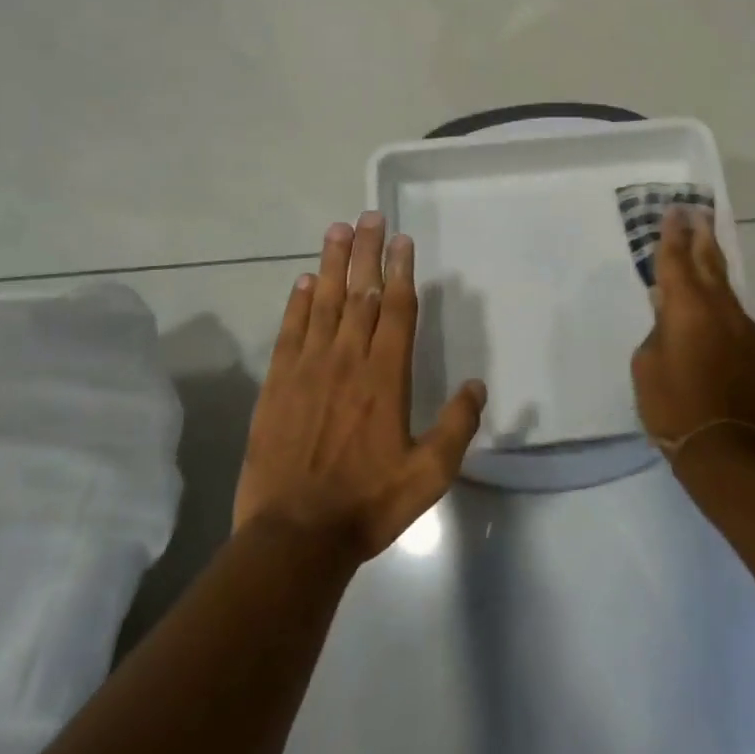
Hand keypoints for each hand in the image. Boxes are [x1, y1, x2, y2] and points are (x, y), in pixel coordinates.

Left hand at [234, 212, 486, 560]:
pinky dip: (298, 303)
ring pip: (324, 303)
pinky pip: (290, 332)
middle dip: (368, 252)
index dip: (400, 270)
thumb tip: (478, 385)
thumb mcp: (429, 474)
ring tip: (338, 230)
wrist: (295, 537)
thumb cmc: (368, 504)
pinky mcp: (277, 385)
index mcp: (385, 376)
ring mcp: (308, 369)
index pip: (395, 308)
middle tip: (370, 216)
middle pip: (360, 293)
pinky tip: (304, 281)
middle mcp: (347, 360)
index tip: (402, 240)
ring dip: (333, 264)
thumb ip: (457, 426)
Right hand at [630, 204, 754, 454]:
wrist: (727, 450)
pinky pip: (732, 310)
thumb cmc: (673, 406)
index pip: (676, 259)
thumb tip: (668, 312)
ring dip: (712, 262)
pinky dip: (719, 296)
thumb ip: (657, 330)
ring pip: (724, 284)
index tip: (673, 211)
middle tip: (695, 212)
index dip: (672, 234)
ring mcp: (742, 327)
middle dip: (700, 234)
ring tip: (703, 244)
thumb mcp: (646, 365)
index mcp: (687, 307)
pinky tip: (711, 299)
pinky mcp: (754, 348)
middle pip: (709, 260)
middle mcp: (719, 308)